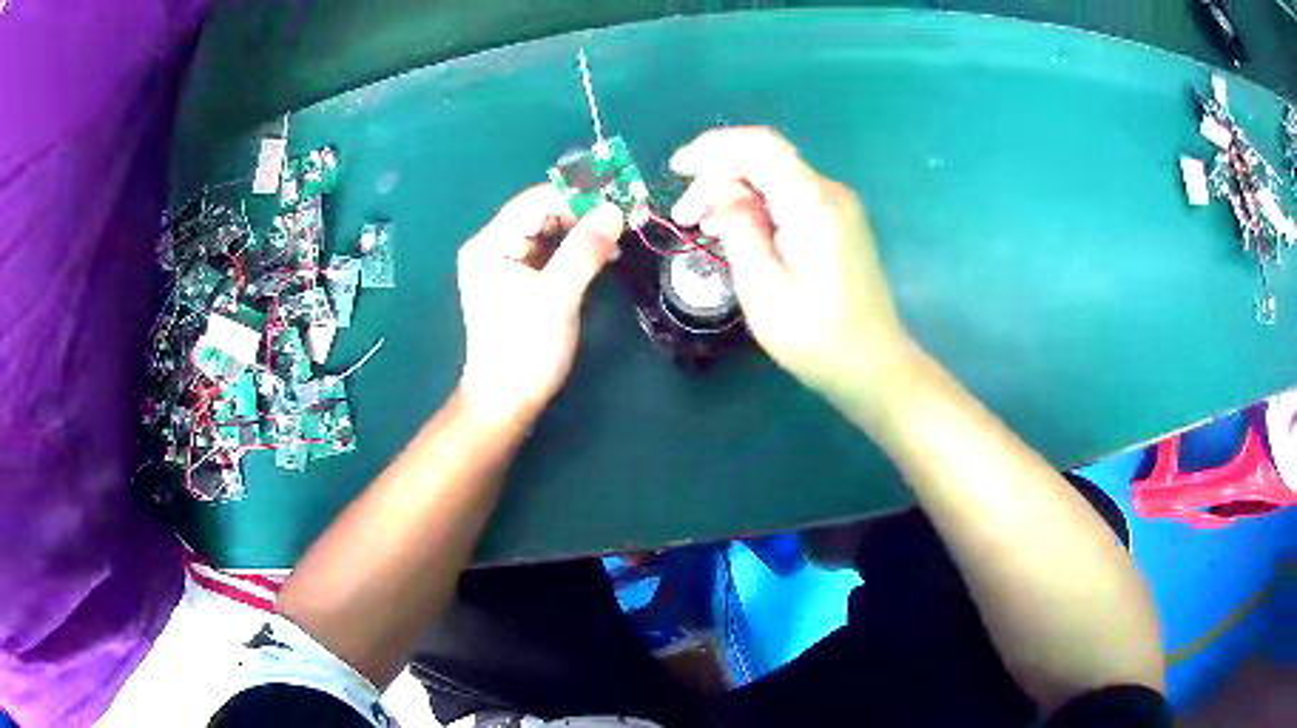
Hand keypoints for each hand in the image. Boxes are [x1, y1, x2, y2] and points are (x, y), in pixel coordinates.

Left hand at [457, 185, 623, 422]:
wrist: (506, 402)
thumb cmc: (525, 350)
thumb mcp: (557, 297)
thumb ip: (584, 250)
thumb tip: (614, 209)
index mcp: (490, 244)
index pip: (536, 200)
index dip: (578, 196)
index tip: (619, 197)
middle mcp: (493, 246)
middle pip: (542, 213)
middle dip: (583, 212)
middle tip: (626, 216)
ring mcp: (505, 265)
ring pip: (549, 232)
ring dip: (584, 231)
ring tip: (620, 236)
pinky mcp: (519, 282)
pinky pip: (550, 253)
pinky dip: (576, 250)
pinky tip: (603, 254)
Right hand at [670, 127, 911, 408]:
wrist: (873, 366)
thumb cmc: (816, 335)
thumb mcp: (762, 285)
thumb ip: (739, 226)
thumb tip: (723, 188)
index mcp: (811, 201)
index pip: (758, 145)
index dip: (712, 147)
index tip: (676, 169)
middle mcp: (829, 192)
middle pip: (764, 161)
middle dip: (717, 178)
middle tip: (683, 218)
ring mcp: (838, 208)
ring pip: (774, 180)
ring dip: (734, 195)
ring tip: (702, 229)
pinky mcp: (838, 225)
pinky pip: (789, 200)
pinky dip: (756, 209)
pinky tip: (736, 235)